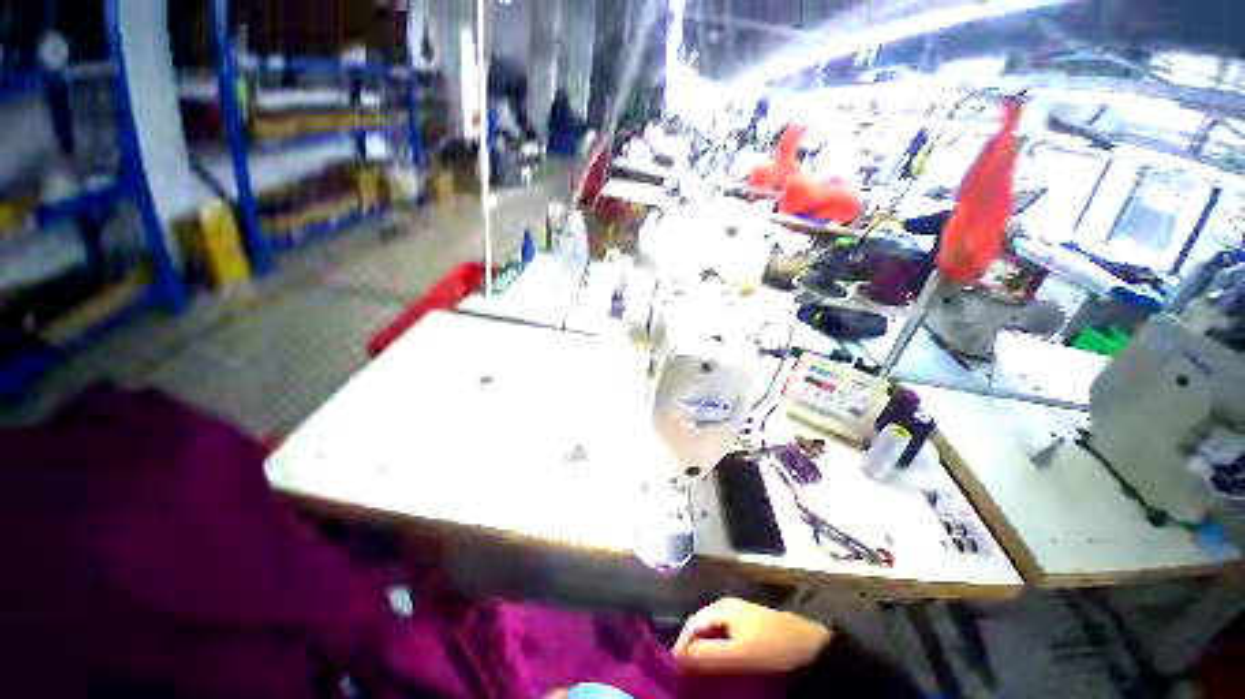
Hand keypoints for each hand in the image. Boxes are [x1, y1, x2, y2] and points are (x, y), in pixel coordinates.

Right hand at [673, 597, 831, 673]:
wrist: (811, 647)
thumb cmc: (771, 648)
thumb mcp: (737, 655)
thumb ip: (706, 654)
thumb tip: (678, 657)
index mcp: (721, 607)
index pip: (691, 625)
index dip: (681, 648)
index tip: (675, 673)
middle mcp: (727, 608)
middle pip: (701, 629)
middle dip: (692, 651)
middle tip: (687, 677)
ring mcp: (740, 617)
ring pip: (714, 636)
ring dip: (706, 655)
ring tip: (702, 677)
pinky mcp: (752, 628)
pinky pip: (727, 640)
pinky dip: (720, 654)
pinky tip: (722, 670)